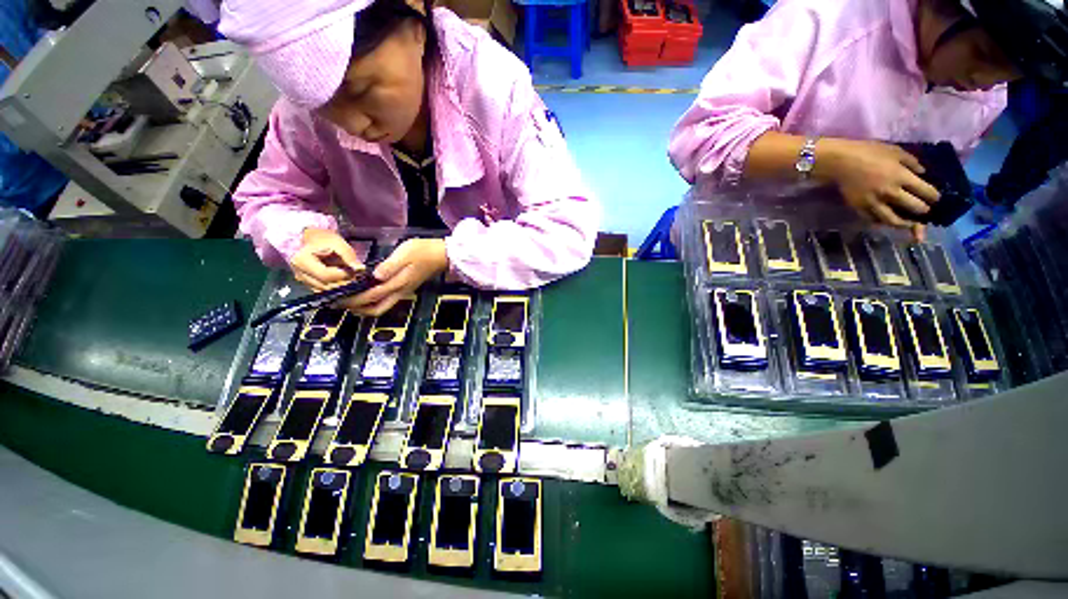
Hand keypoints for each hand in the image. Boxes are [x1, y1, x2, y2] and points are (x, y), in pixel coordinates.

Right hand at [289, 228, 363, 291]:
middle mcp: (300, 274)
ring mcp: (304, 282)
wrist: (315, 241)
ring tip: (350, 277)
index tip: (354, 270)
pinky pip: (326, 292)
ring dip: (341, 287)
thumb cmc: (327, 241)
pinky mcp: (310, 286)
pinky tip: (345, 281)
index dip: (343, 274)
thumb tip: (361, 269)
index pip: (325, 275)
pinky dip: (337, 288)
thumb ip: (349, 258)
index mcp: (302, 261)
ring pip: (326, 292)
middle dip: (344, 283)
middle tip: (355, 276)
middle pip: (326, 286)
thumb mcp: (339, 245)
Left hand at [340, 238, 448, 315]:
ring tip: (349, 300)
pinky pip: (385, 300)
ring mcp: (402, 291)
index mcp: (398, 283)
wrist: (441, 255)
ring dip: (364, 307)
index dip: (353, 300)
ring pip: (381, 307)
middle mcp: (399, 291)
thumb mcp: (406, 254)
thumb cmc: (423, 252)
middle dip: (357, 309)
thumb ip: (390, 266)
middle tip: (340, 302)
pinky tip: (364, 292)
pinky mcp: (404, 288)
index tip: (337, 298)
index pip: (371, 296)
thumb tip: (374, 276)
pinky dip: (371, 301)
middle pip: (376, 309)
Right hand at [818, 139, 939, 239]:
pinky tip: (886, 221)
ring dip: (904, 224)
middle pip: (914, 208)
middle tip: (925, 211)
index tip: (936, 198)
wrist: (839, 162)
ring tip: (909, 224)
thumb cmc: (868, 152)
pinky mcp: (859, 207)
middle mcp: (890, 193)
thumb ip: (911, 163)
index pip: (927, 192)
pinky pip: (873, 220)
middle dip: (923, 210)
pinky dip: (882, 222)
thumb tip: (922, 174)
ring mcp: (873, 202)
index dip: (934, 197)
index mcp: (902, 177)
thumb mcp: (895, 151)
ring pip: (893, 220)